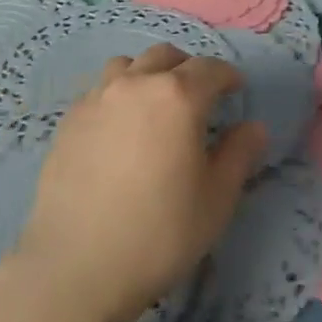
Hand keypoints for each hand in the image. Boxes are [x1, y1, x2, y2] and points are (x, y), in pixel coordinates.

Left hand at [16, 43, 267, 321]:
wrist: (77, 265)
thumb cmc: (160, 234)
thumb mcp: (216, 200)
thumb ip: (239, 155)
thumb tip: (252, 127)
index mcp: (177, 96)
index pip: (209, 68)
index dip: (227, 76)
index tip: (235, 90)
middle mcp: (135, 84)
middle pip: (165, 56)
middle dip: (187, 69)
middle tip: (198, 96)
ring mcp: (96, 98)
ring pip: (127, 66)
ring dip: (147, 74)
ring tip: (154, 105)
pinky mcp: (69, 119)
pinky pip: (100, 90)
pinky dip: (117, 95)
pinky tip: (119, 129)